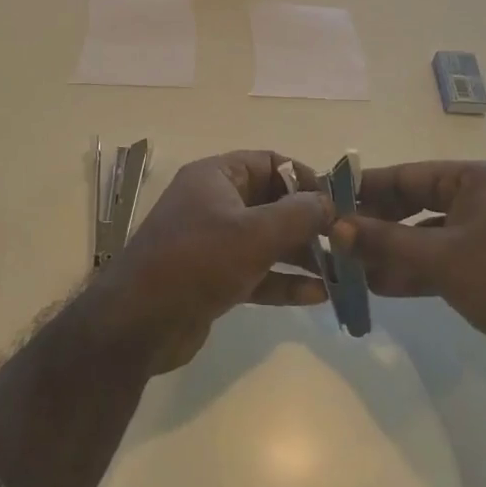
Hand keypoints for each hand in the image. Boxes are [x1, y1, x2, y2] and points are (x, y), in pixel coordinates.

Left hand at [89, 151, 333, 374]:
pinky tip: (319, 296)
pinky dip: (283, 281)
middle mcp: (214, 203)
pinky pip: (257, 272)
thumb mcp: (254, 233)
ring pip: (267, 240)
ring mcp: (212, 242)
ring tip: (343, 272)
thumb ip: (298, 215)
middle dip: (309, 222)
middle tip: (346, 243)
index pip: (270, 163)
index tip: (336, 204)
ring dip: (302, 255)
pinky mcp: (214, 278)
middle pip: (272, 202)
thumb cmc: (197, 262)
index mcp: (216, 177)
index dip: (306, 179)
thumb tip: (329, 202)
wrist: (139, 323)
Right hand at [333, 160, 485, 389]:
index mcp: (477, 179)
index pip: (408, 176)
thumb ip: (385, 241)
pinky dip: (413, 270)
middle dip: (377, 225)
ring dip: (391, 252)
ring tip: (349, 267)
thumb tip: (335, 228)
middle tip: (336, 239)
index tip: (329, 200)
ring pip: (426, 236)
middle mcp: (483, 199)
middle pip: (415, 205)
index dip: (366, 188)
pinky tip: (379, 286)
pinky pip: (441, 260)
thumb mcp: (440, 258)